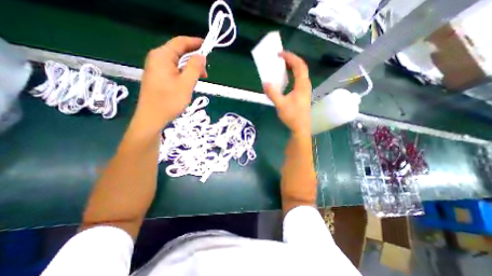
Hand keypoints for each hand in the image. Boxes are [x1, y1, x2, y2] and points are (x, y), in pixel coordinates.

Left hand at [132, 36, 206, 131]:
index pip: (181, 42)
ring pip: (178, 63)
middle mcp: (157, 58)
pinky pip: (174, 70)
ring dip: (190, 68)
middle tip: (205, 72)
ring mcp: (156, 68)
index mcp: (162, 56)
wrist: (152, 118)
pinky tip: (189, 83)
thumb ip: (194, 68)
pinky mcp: (158, 77)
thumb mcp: (186, 84)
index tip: (208, 46)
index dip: (195, 43)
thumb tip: (201, 56)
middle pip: (179, 52)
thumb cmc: (169, 101)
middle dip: (194, 59)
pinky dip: (184, 74)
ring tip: (199, 80)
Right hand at [264, 51, 308, 135]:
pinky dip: (292, 75)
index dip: (290, 57)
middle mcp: (305, 85)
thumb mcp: (280, 104)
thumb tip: (265, 83)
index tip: (280, 54)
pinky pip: (299, 80)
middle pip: (301, 67)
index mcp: (302, 85)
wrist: (300, 127)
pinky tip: (286, 80)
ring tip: (282, 66)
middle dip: (291, 60)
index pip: (299, 65)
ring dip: (292, 67)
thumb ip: (272, 93)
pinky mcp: (303, 95)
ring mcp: (305, 90)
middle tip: (281, 58)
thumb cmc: (292, 116)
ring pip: (301, 73)